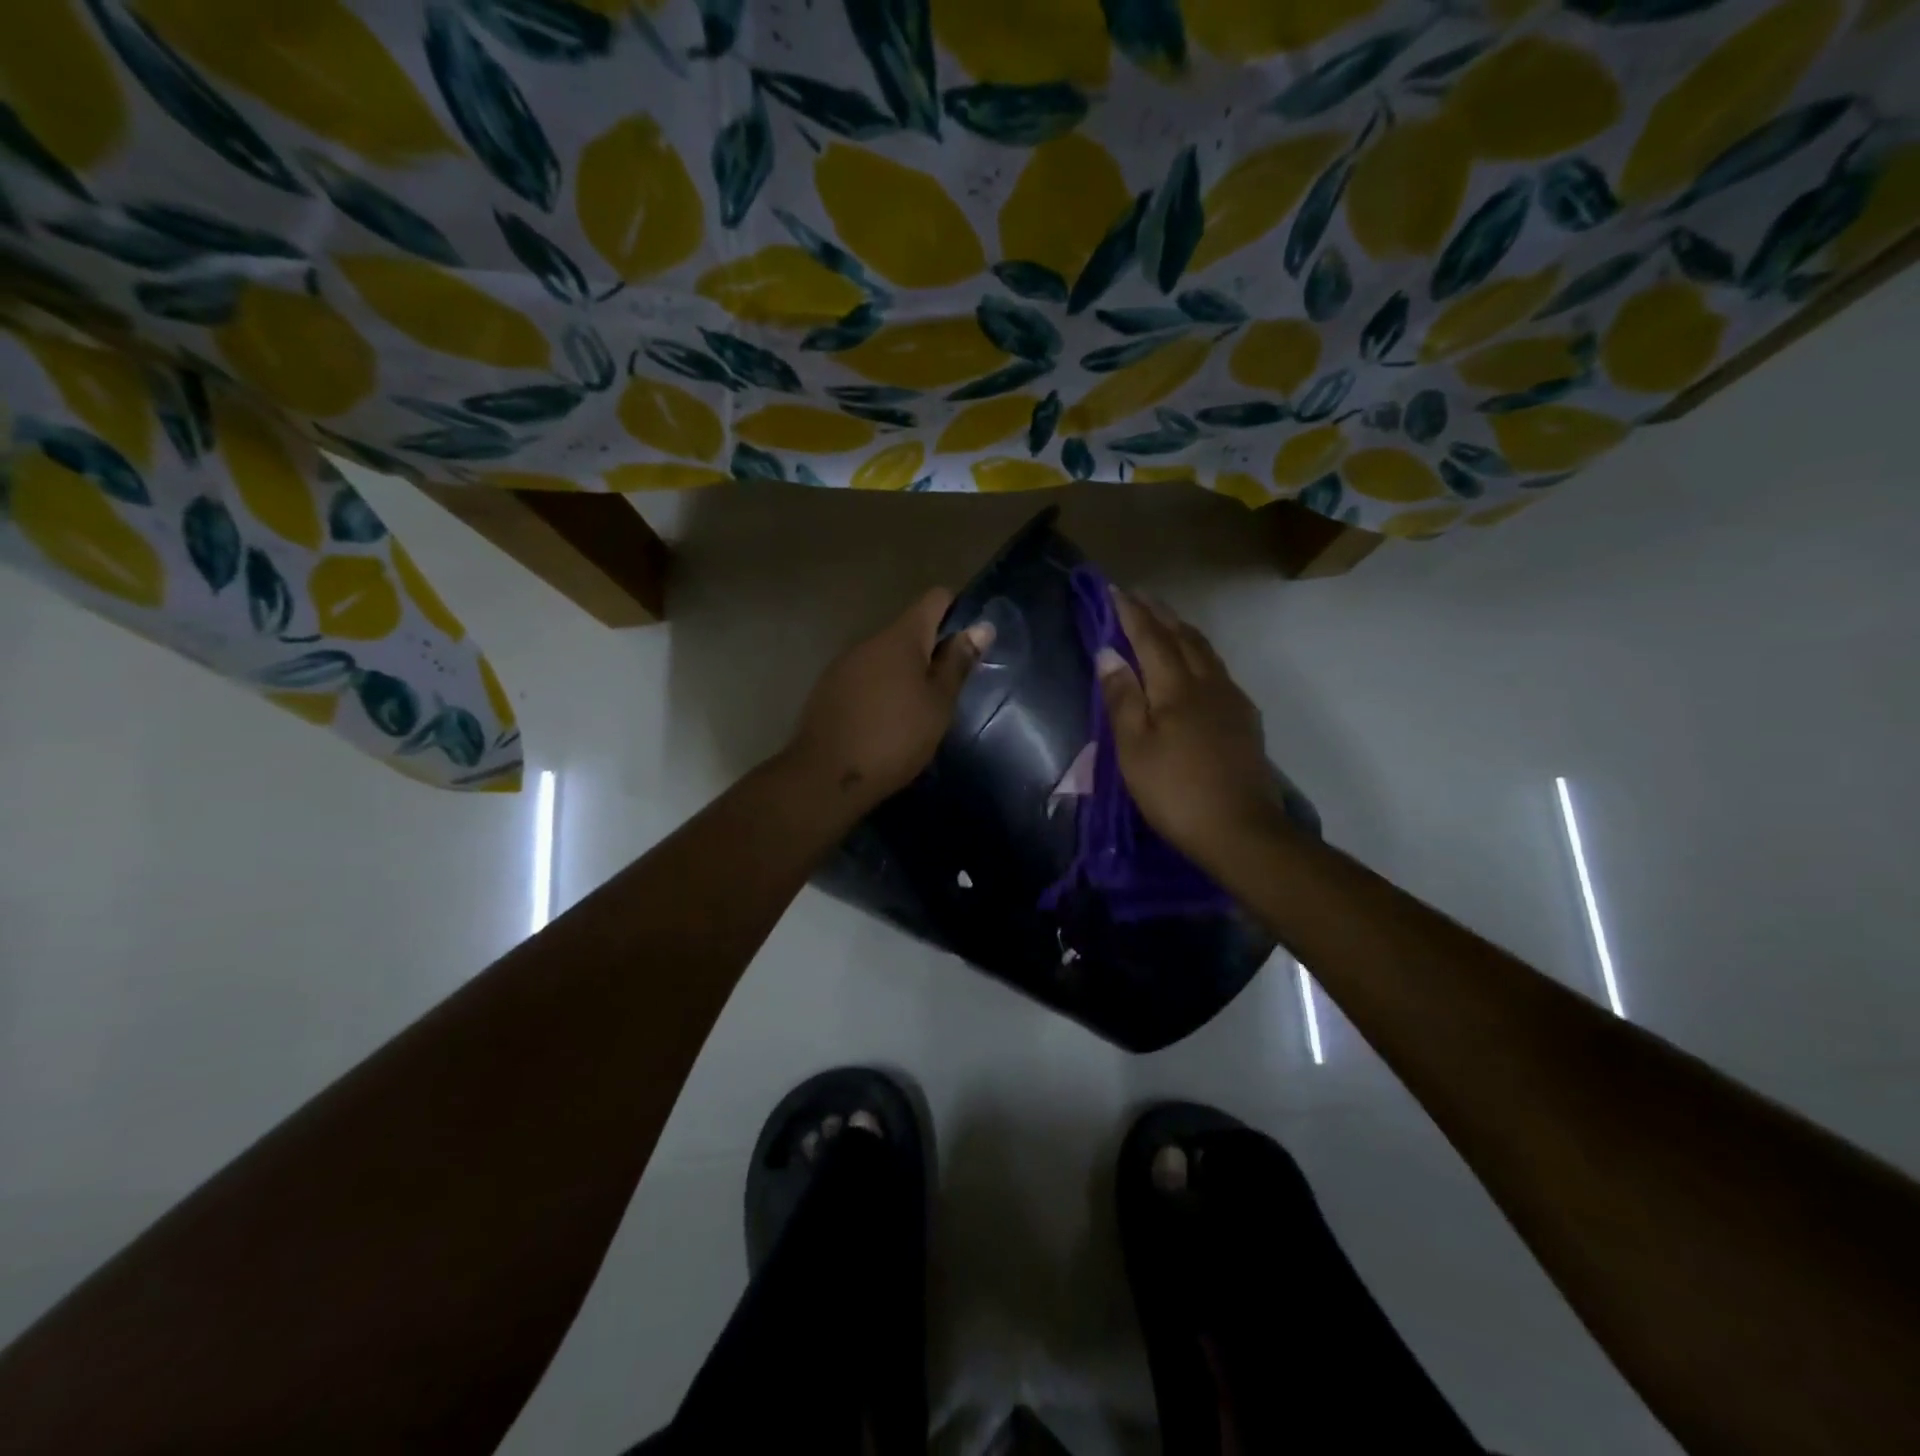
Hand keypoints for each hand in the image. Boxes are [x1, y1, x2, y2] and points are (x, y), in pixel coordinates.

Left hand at [784, 588, 993, 809]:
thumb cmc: (895, 737)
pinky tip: (887, 721)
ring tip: (919, 709)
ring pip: (886, 656)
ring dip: (905, 672)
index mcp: (901, 637)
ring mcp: (844, 663)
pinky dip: (882, 689)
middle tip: (949, 688)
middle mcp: (870, 640)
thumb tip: (981, 627)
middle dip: (931, 650)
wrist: (826, 776)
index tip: (970, 641)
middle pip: (909, 629)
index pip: (934, 599)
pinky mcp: (829, 688)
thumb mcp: (938, 704)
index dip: (957, 610)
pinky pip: (865, 676)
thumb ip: (958, 662)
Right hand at [1097, 589, 1283, 859]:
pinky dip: (1199, 654)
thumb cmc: (1175, 791)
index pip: (1151, 638)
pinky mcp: (1245, 720)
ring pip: (1205, 651)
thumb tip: (1108, 653)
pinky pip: (1218, 671)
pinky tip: (1196, 665)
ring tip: (1166, 621)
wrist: (1240, 830)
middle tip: (1139, 596)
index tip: (1115, 590)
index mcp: (1177, 688)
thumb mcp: (1135, 748)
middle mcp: (1208, 683)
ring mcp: (1232, 701)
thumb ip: (1122, 698)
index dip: (1131, 613)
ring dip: (1182, 630)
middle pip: (1183, 637)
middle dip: (1159, 614)